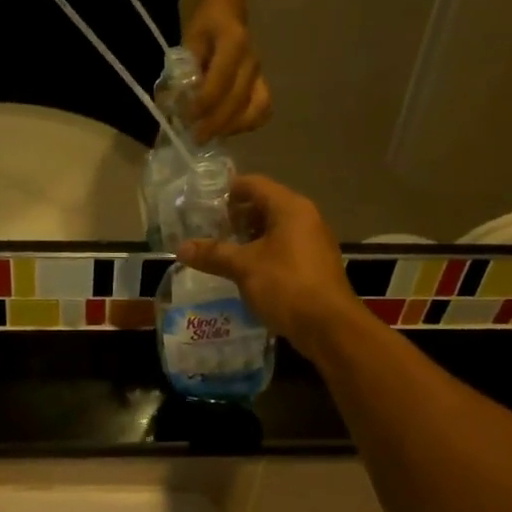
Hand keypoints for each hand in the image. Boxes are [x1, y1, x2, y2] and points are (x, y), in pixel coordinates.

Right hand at [178, 176, 360, 347]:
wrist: (330, 327)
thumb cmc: (286, 285)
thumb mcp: (244, 267)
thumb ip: (213, 254)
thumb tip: (181, 248)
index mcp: (290, 208)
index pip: (254, 184)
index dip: (228, 190)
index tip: (204, 204)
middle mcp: (306, 218)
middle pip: (265, 205)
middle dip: (236, 217)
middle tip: (209, 230)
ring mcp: (313, 242)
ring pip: (275, 229)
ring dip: (249, 237)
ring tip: (223, 251)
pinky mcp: (315, 265)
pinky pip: (284, 248)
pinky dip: (263, 252)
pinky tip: (245, 270)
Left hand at [184, 2, 271, 138]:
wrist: (229, 11)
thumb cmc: (206, 26)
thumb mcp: (189, 40)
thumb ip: (184, 70)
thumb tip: (172, 103)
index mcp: (234, 43)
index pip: (221, 81)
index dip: (204, 104)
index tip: (186, 119)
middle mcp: (252, 61)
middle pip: (238, 100)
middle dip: (215, 123)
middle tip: (195, 138)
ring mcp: (261, 74)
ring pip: (256, 109)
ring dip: (233, 127)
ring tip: (211, 135)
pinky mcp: (263, 84)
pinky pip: (263, 110)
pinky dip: (249, 124)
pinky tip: (229, 129)